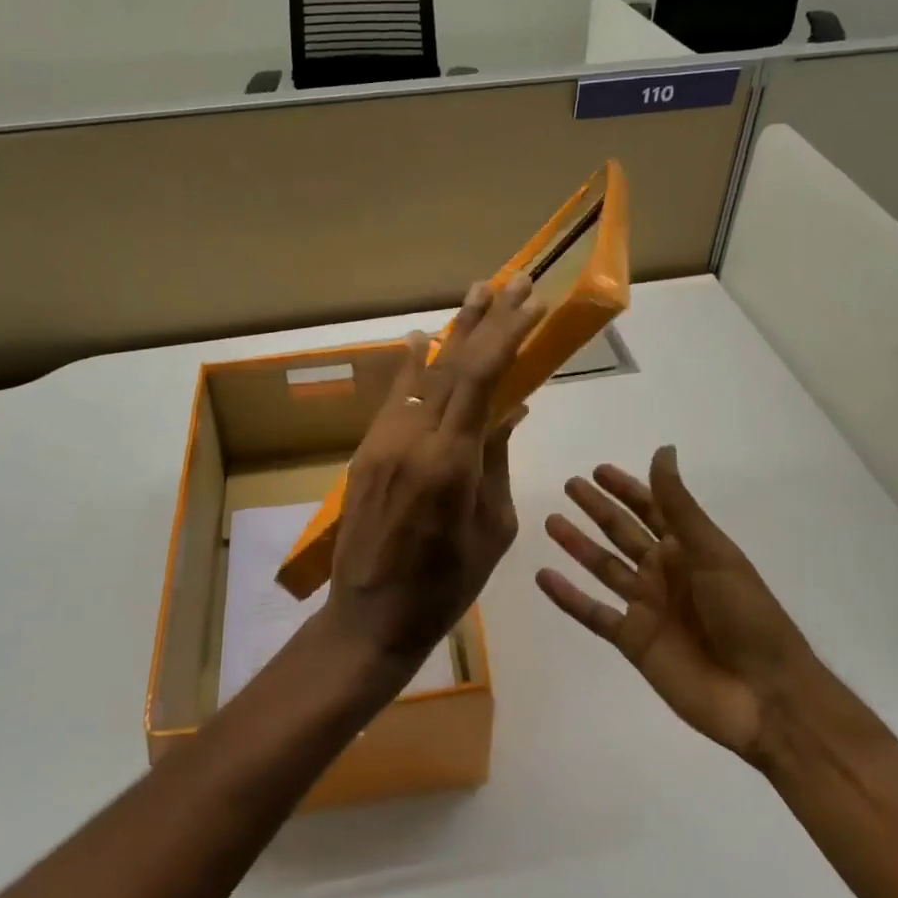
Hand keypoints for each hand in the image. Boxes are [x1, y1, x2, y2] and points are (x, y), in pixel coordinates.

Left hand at [325, 277, 543, 672]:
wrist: (369, 617)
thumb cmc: (445, 586)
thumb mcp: (492, 528)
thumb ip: (495, 461)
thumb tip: (508, 410)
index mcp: (450, 462)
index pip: (481, 379)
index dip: (507, 336)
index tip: (531, 304)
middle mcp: (412, 438)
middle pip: (452, 364)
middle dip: (485, 319)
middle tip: (510, 280)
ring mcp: (383, 441)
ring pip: (422, 374)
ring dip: (451, 333)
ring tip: (474, 294)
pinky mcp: (366, 450)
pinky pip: (394, 397)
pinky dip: (411, 367)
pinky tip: (419, 341)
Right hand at [538, 447, 817, 766]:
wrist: (764, 695)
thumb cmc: (746, 614)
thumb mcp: (713, 551)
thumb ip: (679, 505)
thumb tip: (663, 450)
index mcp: (688, 550)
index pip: (651, 509)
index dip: (627, 489)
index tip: (599, 470)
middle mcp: (664, 573)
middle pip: (623, 533)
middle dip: (597, 509)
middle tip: (569, 485)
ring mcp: (647, 608)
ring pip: (604, 568)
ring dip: (578, 545)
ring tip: (550, 522)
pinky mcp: (633, 642)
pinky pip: (594, 613)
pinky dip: (568, 597)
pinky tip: (543, 577)